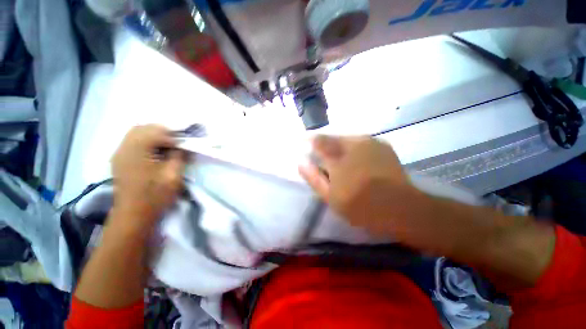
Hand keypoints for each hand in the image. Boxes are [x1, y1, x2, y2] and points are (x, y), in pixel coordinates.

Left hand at [111, 125, 186, 225]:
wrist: (134, 215)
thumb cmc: (155, 196)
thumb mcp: (173, 176)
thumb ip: (179, 156)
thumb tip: (184, 146)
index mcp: (137, 151)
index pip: (157, 132)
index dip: (174, 136)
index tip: (185, 144)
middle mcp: (124, 148)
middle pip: (143, 128)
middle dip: (163, 132)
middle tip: (177, 143)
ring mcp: (120, 153)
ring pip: (136, 133)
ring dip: (154, 135)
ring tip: (168, 146)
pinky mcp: (120, 159)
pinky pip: (132, 141)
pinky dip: (146, 141)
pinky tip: (156, 151)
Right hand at [299, 135, 425, 236]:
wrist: (400, 208)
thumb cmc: (360, 204)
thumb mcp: (330, 196)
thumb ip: (313, 177)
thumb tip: (300, 162)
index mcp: (338, 155)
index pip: (317, 140)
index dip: (309, 141)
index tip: (305, 147)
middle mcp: (353, 142)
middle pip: (332, 138)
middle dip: (325, 146)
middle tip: (324, 160)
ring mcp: (370, 141)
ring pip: (346, 139)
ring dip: (339, 147)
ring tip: (340, 162)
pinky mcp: (382, 144)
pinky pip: (360, 142)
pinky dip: (354, 149)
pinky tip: (357, 161)